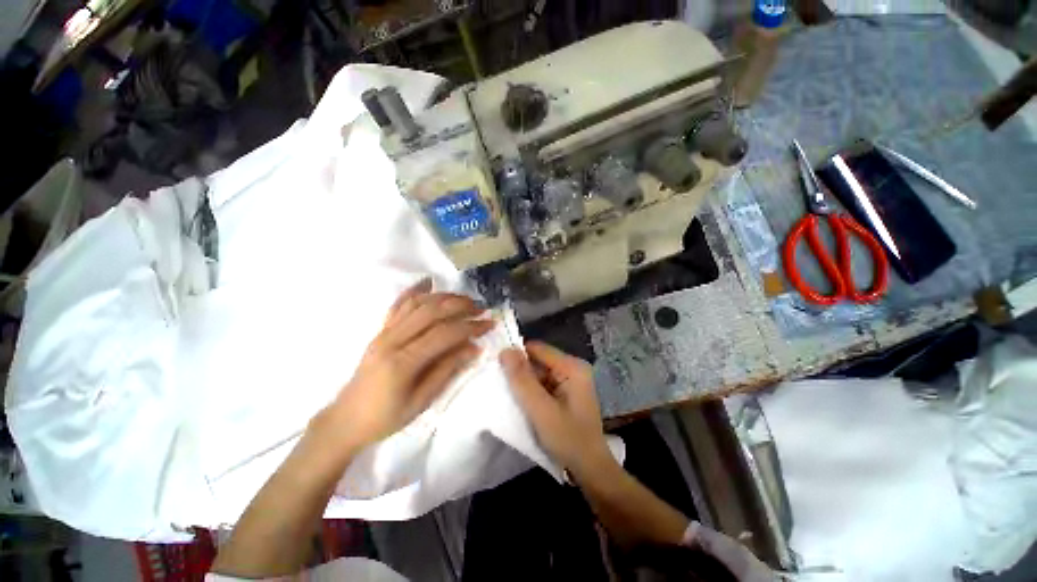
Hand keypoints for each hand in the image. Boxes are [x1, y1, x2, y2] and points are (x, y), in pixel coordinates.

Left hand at [318, 279, 493, 450]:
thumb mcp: (422, 401)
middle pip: (431, 312)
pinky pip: (399, 304)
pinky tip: (429, 282)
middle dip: (460, 306)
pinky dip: (415, 290)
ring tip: (464, 299)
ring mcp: (384, 332)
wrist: (346, 418)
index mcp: (402, 362)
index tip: (489, 324)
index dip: (470, 327)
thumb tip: (474, 348)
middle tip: (481, 308)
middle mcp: (392, 340)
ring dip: (444, 297)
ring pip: (417, 304)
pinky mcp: (380, 329)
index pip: (443, 334)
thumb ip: (448, 370)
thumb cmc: (386, 417)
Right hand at [500, 342, 612, 475]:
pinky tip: (521, 402)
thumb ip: (522, 380)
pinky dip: (531, 391)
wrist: (590, 469)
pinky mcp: (566, 392)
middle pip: (538, 360)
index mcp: (572, 366)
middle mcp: (572, 368)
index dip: (516, 355)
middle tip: (499, 384)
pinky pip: (543, 384)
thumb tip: (505, 350)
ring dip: (524, 383)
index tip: (497, 368)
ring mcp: (570, 380)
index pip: (537, 349)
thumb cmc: (568, 439)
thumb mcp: (540, 410)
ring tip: (508, 394)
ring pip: (538, 373)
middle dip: (519, 371)